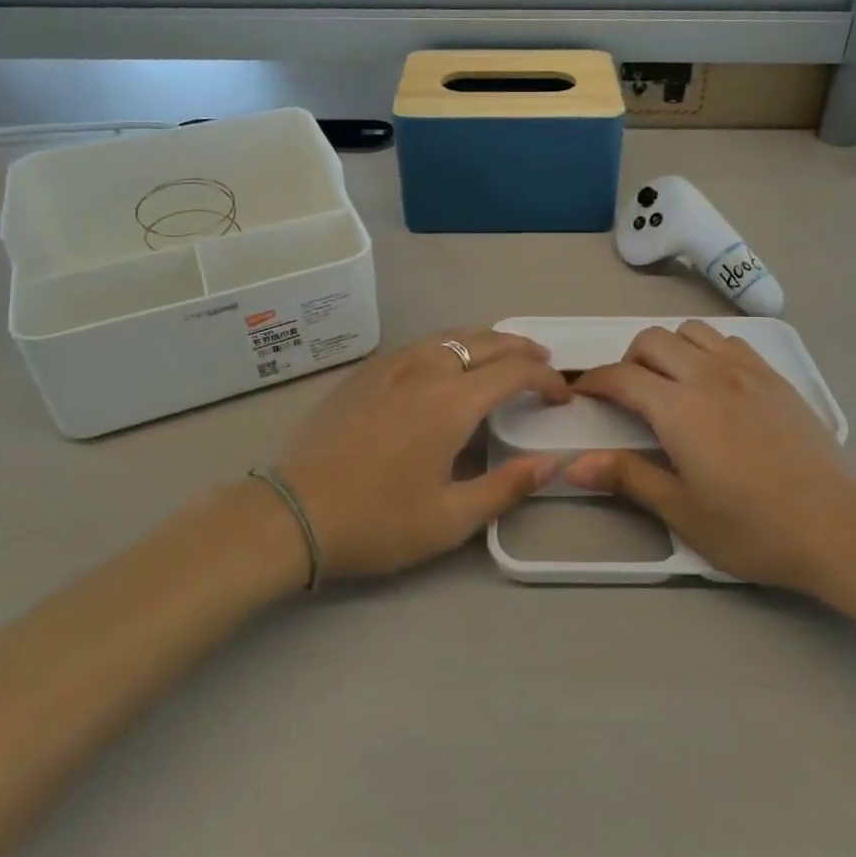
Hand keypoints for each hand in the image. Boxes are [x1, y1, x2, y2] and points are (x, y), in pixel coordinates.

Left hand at [275, 328, 569, 580]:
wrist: (293, 513)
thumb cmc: (378, 521)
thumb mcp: (450, 519)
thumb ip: (507, 487)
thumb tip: (553, 463)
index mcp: (452, 402)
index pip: (515, 372)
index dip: (546, 379)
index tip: (561, 397)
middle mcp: (426, 369)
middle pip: (485, 341)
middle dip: (521, 348)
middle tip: (543, 361)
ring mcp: (391, 365)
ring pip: (450, 335)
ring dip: (485, 340)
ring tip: (501, 354)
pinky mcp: (365, 372)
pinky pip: (419, 344)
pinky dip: (449, 344)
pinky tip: (446, 362)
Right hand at [566, 322, 855, 602]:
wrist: (839, 528)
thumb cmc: (754, 529)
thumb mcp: (683, 512)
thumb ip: (627, 478)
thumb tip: (573, 464)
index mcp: (680, 410)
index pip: (621, 377)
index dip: (593, 381)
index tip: (580, 395)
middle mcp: (709, 376)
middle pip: (652, 340)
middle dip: (627, 360)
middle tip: (627, 396)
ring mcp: (746, 371)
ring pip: (691, 332)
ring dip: (669, 349)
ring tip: (670, 384)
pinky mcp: (775, 377)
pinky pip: (729, 341)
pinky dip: (706, 350)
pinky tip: (714, 384)